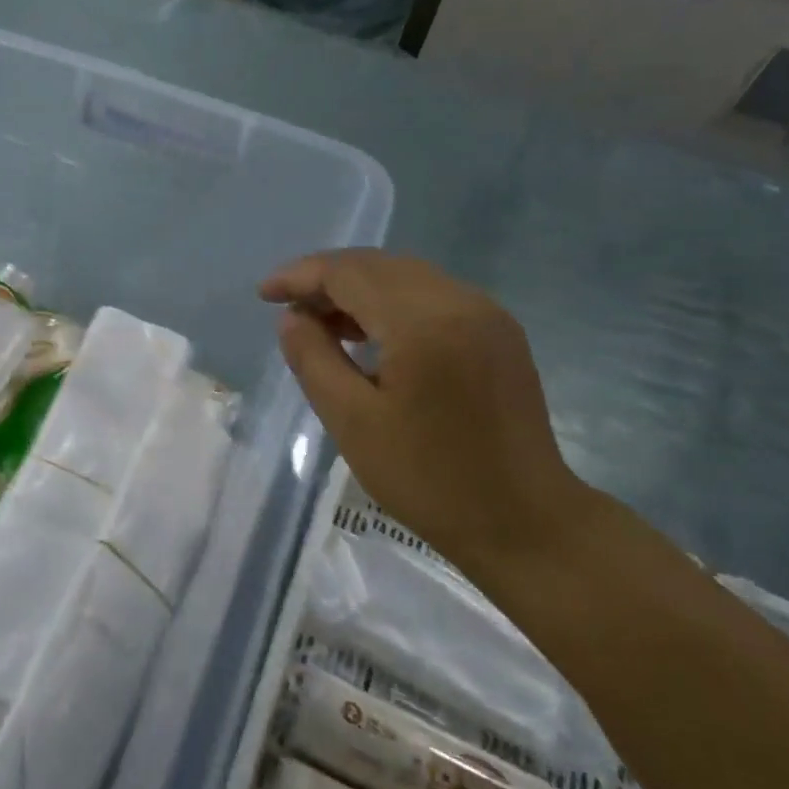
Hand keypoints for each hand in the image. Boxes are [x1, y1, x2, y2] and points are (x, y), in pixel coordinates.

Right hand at [261, 249, 592, 579]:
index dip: (301, 276)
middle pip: (379, 266)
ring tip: (322, 324)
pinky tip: (371, 335)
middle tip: (289, 311)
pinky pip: (433, 297)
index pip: (350, 272)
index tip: (264, 295)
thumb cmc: (428, 479)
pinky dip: (393, 304)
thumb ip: (314, 359)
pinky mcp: (499, 333)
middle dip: (327, 279)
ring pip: (407, 277)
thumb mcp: (352, 422)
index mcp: (424, 321)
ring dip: (360, 290)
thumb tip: (292, 318)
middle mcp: (461, 301)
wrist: (523, 522)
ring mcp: (487, 314)